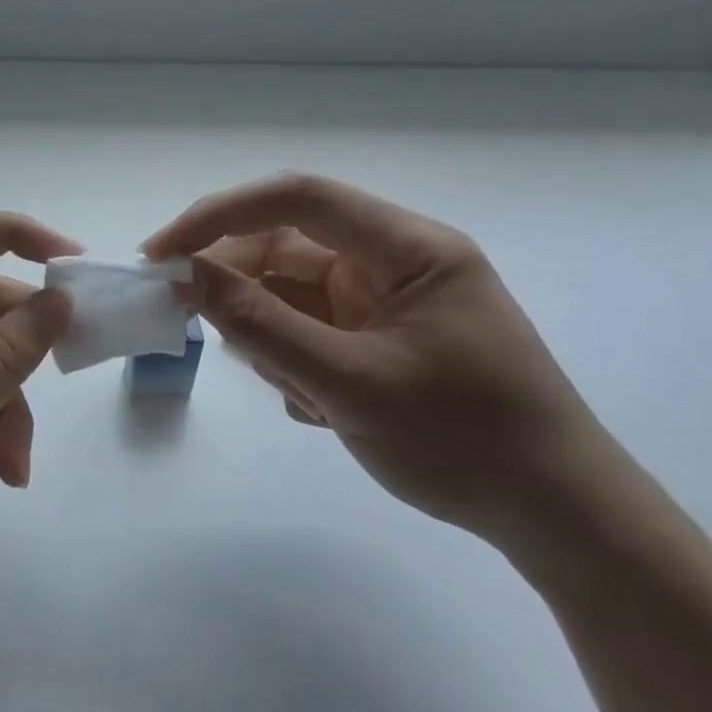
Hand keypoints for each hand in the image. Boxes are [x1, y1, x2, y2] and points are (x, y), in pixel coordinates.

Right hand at [144, 172, 623, 551]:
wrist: (551, 512)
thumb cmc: (463, 441)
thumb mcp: (349, 384)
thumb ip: (261, 326)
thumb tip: (186, 277)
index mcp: (406, 248)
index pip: (296, 199)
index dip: (218, 215)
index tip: (160, 255)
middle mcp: (393, 261)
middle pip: (285, 247)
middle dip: (237, 286)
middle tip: (193, 328)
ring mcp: (383, 301)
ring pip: (290, 294)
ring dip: (270, 338)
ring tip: (300, 394)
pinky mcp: (377, 337)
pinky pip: (308, 330)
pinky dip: (292, 362)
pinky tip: (318, 407)